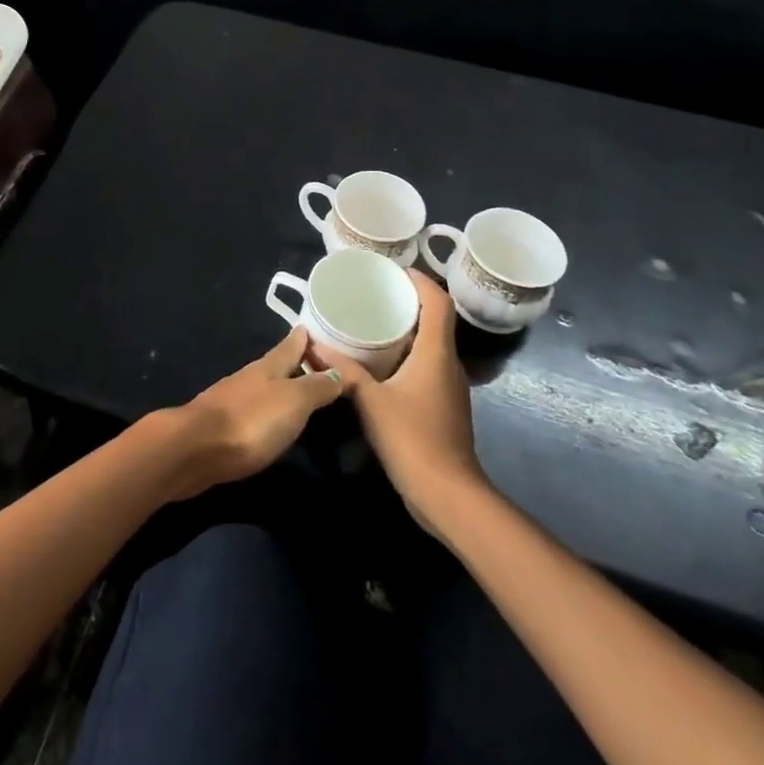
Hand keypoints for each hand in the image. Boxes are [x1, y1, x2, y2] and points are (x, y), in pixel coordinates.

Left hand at [165, 327, 349, 498]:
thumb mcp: (293, 401)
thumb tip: (338, 372)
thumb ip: (316, 387)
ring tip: (298, 391)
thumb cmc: (251, 420)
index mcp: (268, 367)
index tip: (313, 327)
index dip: (304, 337)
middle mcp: (249, 378)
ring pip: (262, 387)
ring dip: (280, 386)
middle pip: (276, 365)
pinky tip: (270, 421)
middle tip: (315, 361)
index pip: (291, 345)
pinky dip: (265, 410)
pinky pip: (251, 410)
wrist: (195, 449)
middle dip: (294, 361)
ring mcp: (232, 400)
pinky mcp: (221, 426)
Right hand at [315, 271, 489, 528]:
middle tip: (375, 292)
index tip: (393, 269)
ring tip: (374, 320)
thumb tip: (314, 346)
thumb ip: (344, 371)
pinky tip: (381, 363)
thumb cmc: (413, 439)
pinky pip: (426, 366)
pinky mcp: (443, 406)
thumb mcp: (371, 401)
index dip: (420, 280)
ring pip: (431, 345)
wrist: (448, 495)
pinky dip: (407, 354)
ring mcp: (449, 387)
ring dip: (408, 329)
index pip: (438, 302)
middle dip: (409, 301)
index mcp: (436, 353)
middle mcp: (448, 364)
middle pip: (436, 320)